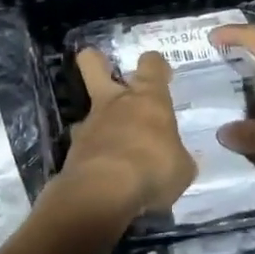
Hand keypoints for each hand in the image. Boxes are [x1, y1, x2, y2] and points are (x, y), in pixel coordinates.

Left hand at [55, 49, 196, 222]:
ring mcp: (90, 124)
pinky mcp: (73, 150)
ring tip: (115, 148)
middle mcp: (115, 103)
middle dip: (96, 61)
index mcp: (148, 99)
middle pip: (93, 63)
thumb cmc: (153, 169)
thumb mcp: (181, 168)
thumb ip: (176, 156)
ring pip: (89, 110)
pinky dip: (93, 155)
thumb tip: (174, 157)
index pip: (151, 64)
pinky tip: (104, 174)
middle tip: (106, 71)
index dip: (156, 65)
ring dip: (100, 124)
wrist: (103, 192)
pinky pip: (85, 145)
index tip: (162, 74)